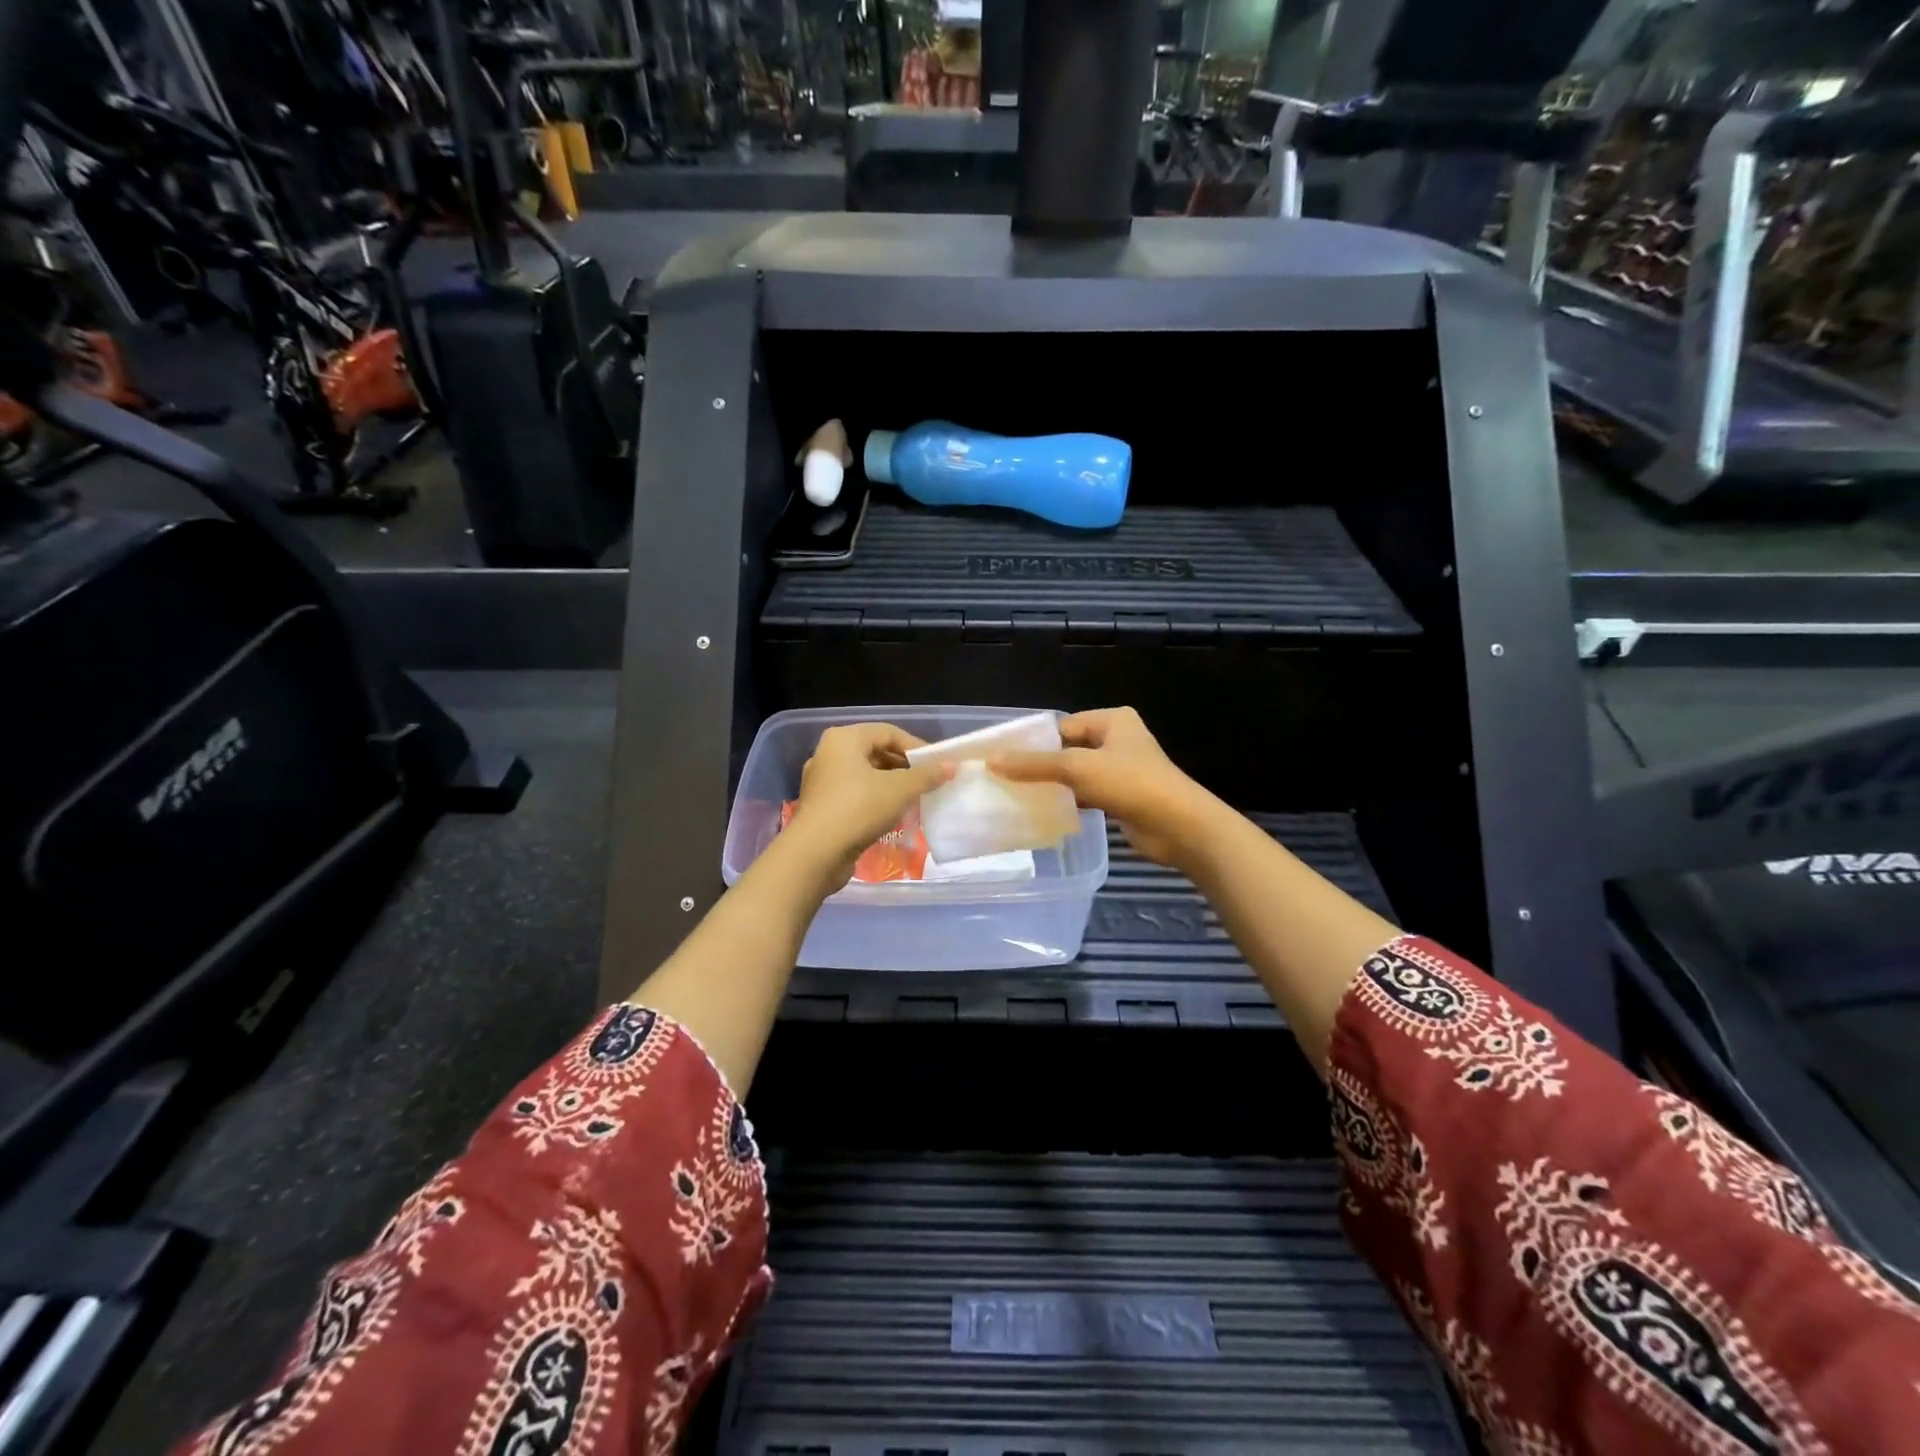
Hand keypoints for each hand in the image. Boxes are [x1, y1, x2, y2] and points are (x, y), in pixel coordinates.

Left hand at [783, 723, 951, 888]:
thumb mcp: (899, 790)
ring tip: (915, 799)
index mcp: (844, 739)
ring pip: (865, 775)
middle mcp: (829, 754)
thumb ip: (926, 776)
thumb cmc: (858, 809)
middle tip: (928, 782)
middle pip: (875, 752)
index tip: (937, 765)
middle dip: (904, 767)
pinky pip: (855, 794)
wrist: (815, 854)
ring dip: (892, 785)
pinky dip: (876, 800)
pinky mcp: (822, 806)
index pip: (888, 732)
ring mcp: (822, 781)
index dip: (916, 746)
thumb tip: (951, 766)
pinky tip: (893, 815)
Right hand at [993, 707, 1216, 867]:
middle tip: (1005, 779)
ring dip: (1054, 786)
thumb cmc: (1130, 783)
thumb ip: (1034, 764)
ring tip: (1017, 796)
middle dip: (1041, 765)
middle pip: (1069, 750)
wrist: (1179, 826)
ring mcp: (1122, 770)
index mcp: (1112, 720)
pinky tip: (1045, 813)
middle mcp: (1118, 740)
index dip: (1033, 741)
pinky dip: (1069, 802)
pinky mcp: (1123, 798)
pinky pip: (1087, 795)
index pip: (1062, 726)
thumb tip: (992, 760)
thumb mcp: (1076, 768)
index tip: (1002, 758)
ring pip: (1077, 774)